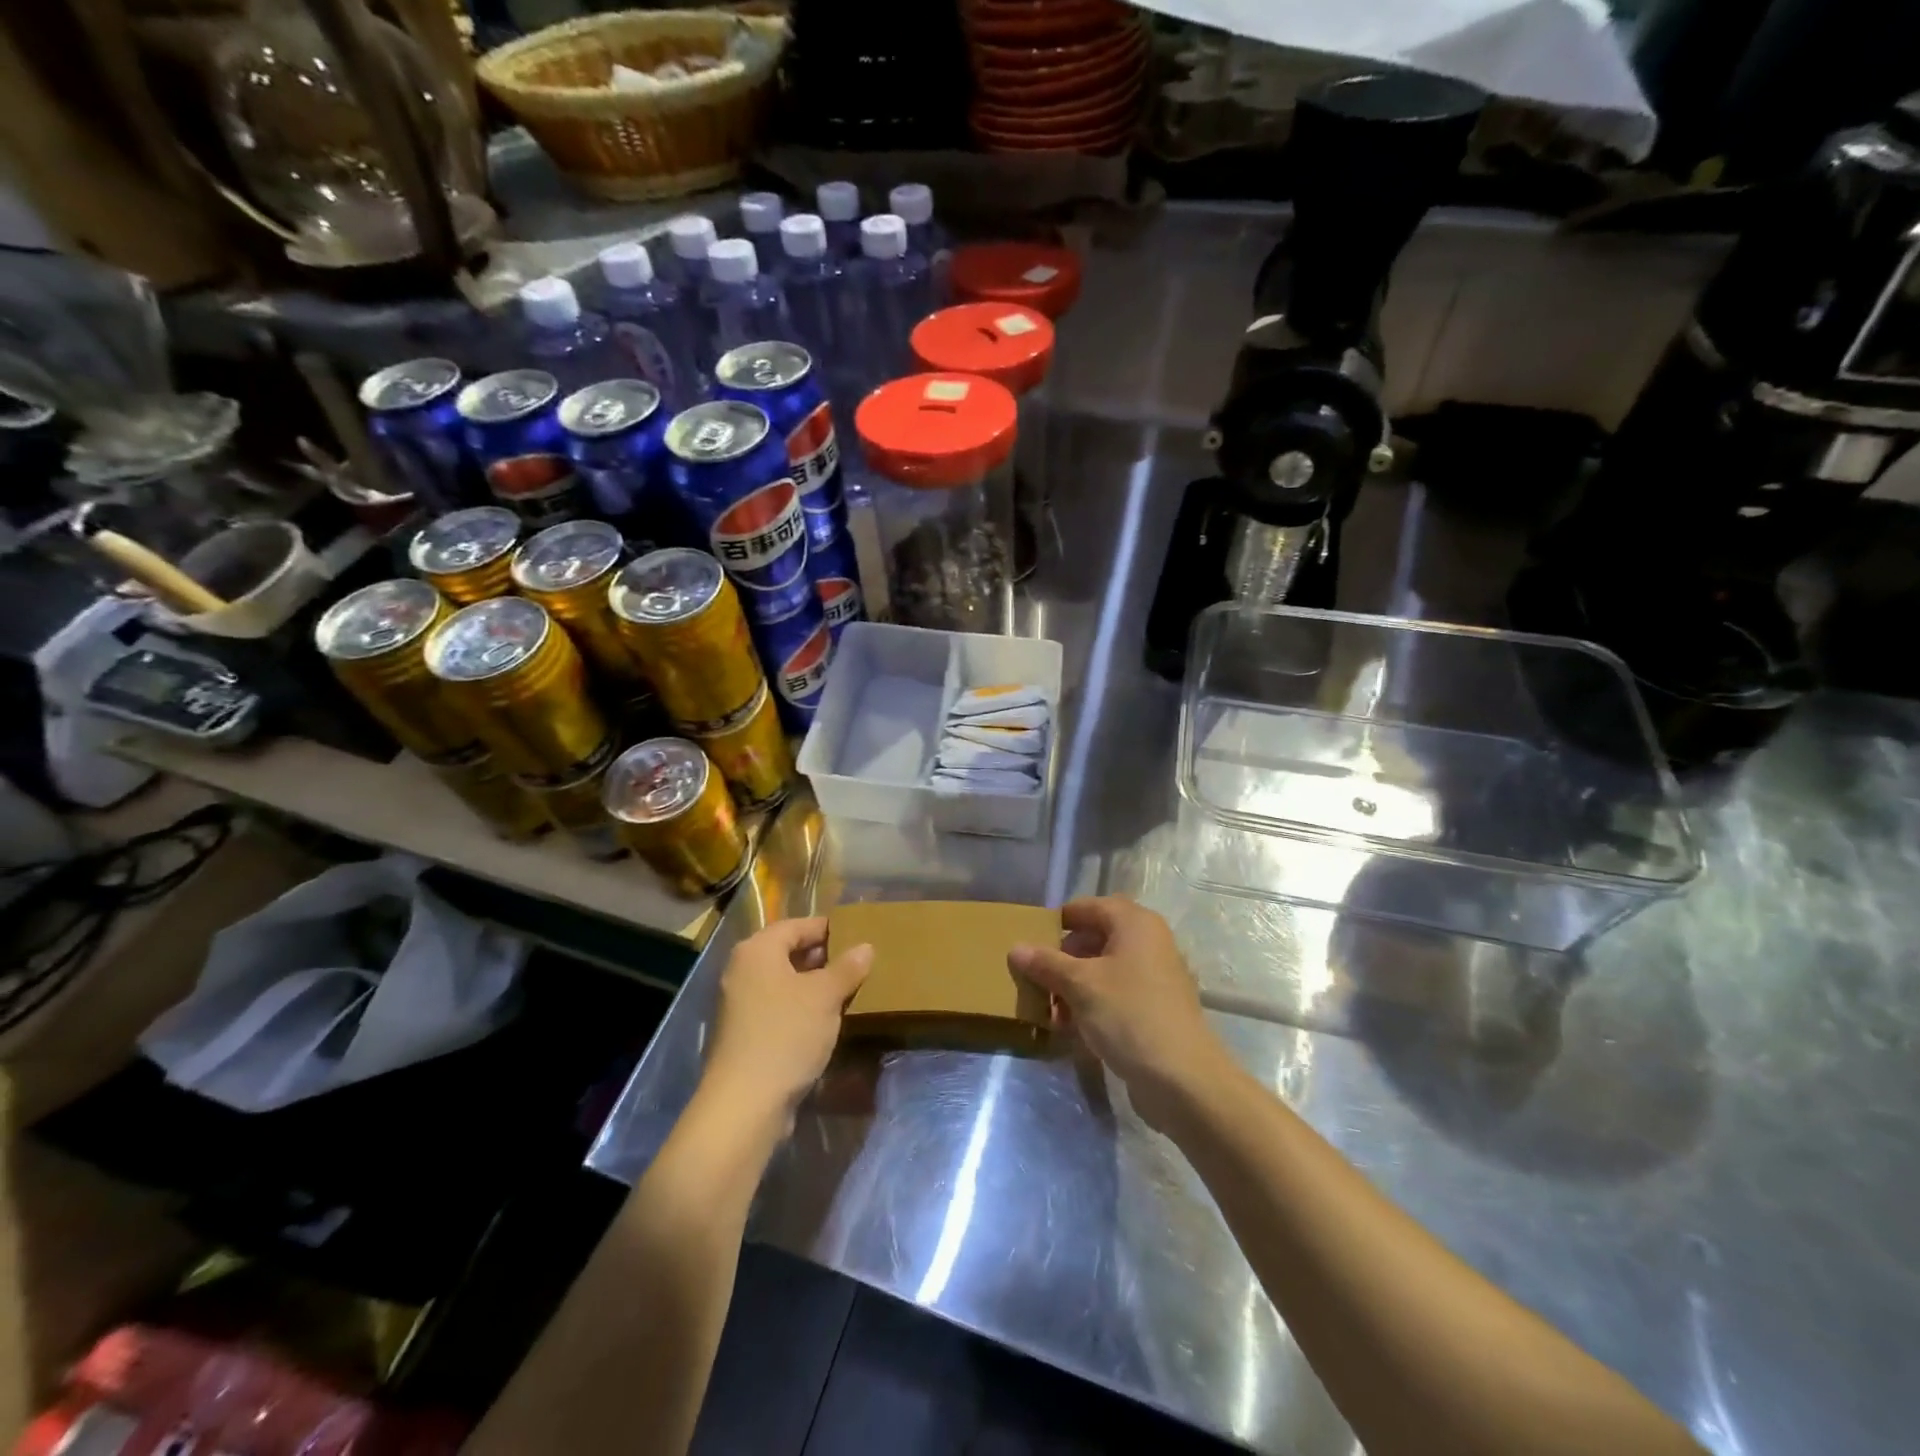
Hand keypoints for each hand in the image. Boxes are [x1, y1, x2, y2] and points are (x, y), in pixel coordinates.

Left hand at [704, 917, 871, 1121]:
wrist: (744, 1104)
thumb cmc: (786, 1034)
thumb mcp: (825, 996)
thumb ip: (847, 968)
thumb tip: (865, 947)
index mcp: (757, 951)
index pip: (796, 925)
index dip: (827, 928)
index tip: (857, 935)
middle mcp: (742, 971)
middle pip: (787, 952)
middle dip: (822, 957)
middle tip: (856, 964)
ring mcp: (739, 1004)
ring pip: (784, 982)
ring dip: (814, 985)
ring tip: (847, 991)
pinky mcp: (744, 1034)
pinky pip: (778, 1007)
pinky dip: (800, 1007)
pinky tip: (825, 1021)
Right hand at [1010, 897, 1222, 1125]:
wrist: (1182, 1079)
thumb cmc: (1128, 1015)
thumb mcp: (1079, 985)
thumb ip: (1046, 963)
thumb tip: (1016, 948)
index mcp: (1134, 923)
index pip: (1087, 907)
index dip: (1057, 921)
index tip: (1030, 941)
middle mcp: (1148, 942)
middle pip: (1095, 939)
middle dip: (1062, 959)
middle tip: (1036, 979)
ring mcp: (1154, 977)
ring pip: (1103, 971)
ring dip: (1073, 987)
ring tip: (1049, 1011)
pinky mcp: (1154, 1009)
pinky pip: (1115, 996)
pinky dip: (1091, 1005)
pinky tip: (1070, 1029)